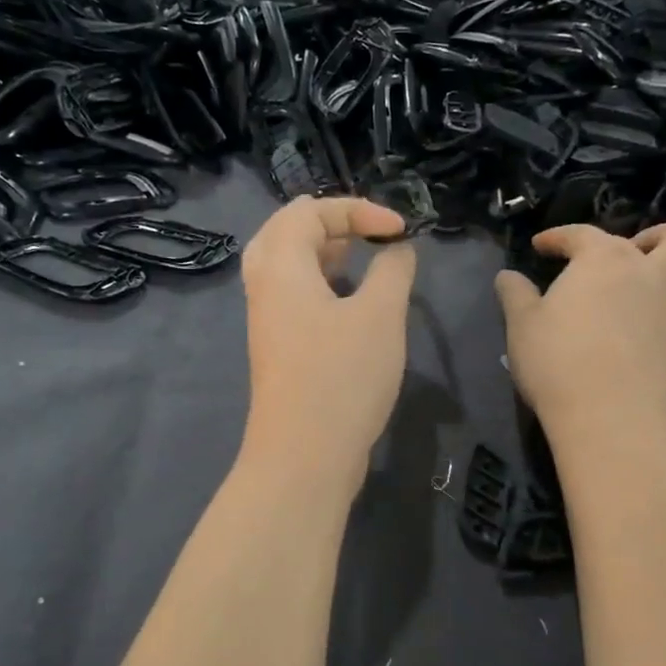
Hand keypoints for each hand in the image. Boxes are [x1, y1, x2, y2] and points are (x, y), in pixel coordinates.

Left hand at [239, 197, 418, 487]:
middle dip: (332, 223)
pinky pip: (292, 295)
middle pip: (287, 230)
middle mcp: (265, 285)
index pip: (311, 210)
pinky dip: (320, 283)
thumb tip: (397, 249)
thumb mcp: (380, 315)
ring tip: (360, 259)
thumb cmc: (342, 377)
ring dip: (324, 253)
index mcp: (282, 265)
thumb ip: (393, 270)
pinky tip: (350, 303)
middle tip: (368, 234)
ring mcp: (266, 319)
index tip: (401, 231)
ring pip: (287, 265)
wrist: (304, 456)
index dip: (359, 209)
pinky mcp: (277, 347)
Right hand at [495, 221, 665, 432]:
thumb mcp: (521, 326)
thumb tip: (507, 277)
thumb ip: (515, 295)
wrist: (608, 417)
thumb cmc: (558, 364)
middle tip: (645, 258)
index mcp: (608, 261)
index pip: (583, 235)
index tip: (544, 247)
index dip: (561, 237)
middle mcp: (661, 275)